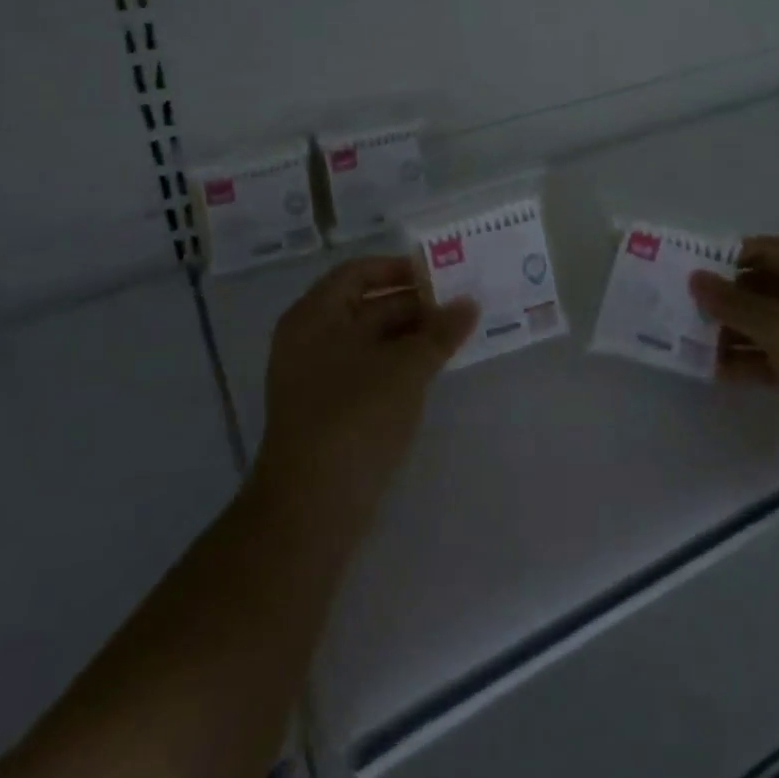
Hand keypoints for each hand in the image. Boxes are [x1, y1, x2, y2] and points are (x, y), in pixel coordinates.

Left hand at [251, 257, 476, 535]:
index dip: (399, 268)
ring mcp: (314, 377)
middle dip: (413, 304)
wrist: (310, 509)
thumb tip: (469, 304)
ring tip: (455, 336)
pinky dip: (397, 364)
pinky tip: (431, 370)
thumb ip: (440, 331)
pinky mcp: (326, 410)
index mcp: (315, 315)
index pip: (359, 272)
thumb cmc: (355, 418)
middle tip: (460, 306)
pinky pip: (366, 370)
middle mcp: (309, 338)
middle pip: (365, 305)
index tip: (441, 274)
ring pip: (369, 340)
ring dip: (410, 335)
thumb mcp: (406, 368)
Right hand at [690, 236, 778, 482]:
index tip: (690, 270)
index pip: (765, 250)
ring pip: (766, 325)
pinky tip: (716, 371)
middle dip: (725, 298)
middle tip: (684, 309)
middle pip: (762, 288)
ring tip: (691, 342)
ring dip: (732, 332)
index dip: (728, 257)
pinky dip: (748, 360)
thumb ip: (734, 303)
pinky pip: (774, 356)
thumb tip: (695, 278)